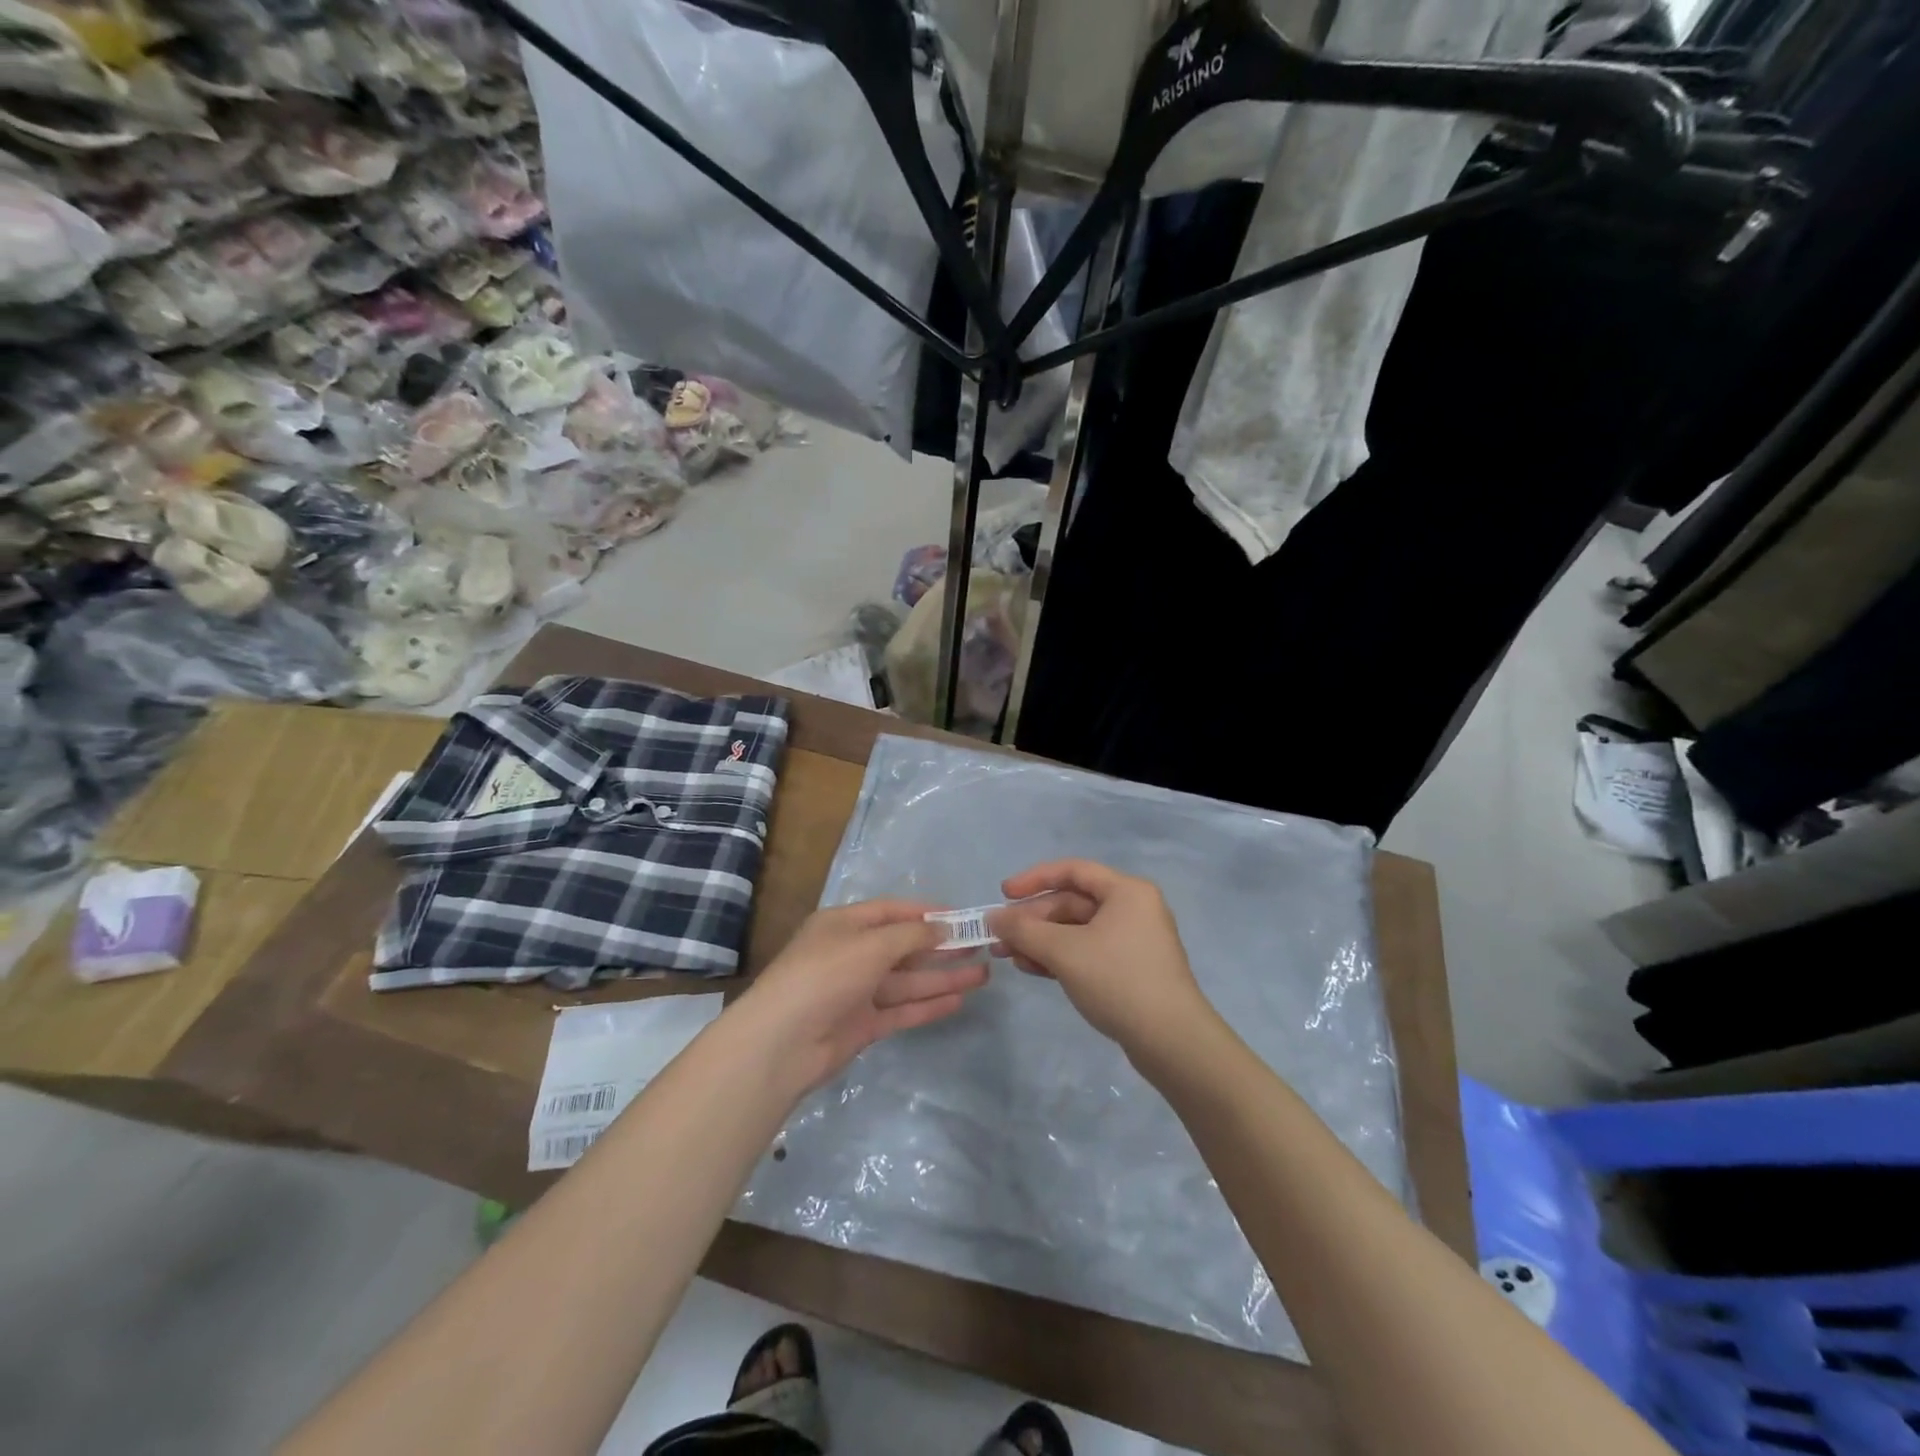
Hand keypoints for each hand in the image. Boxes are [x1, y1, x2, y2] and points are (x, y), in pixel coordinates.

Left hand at [735, 900, 989, 1092]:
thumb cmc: (825, 975)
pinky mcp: (862, 1025)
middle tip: (980, 946)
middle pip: (903, 947)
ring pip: (907, 981)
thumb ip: (910, 936)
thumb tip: (942, 927)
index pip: (891, 911)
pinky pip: (901, 1010)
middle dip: (941, 946)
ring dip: (942, 977)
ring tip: (983, 974)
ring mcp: (857, 992)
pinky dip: (928, 1005)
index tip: (962, 916)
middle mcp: (851, 954)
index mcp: (844, 925)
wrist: (782, 1043)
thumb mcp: (870, 944)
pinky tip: (959, 1000)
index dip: (926, 913)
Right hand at [989, 860, 1215, 1059]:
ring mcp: (1132, 941)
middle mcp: (1132, 908)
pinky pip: (1087, 951)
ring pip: (1077, 930)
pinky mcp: (1130, 969)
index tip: (1003, 894)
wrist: (1171, 1041)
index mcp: (1126, 891)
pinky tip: (1031, 968)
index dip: (1034, 879)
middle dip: (1033, 919)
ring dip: (1041, 940)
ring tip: (1007, 957)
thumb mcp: (1064, 952)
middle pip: (1072, 903)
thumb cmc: (1118, 980)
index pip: (1072, 871)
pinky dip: (1059, 957)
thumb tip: (993, 918)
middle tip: (999, 937)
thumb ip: (1024, 930)